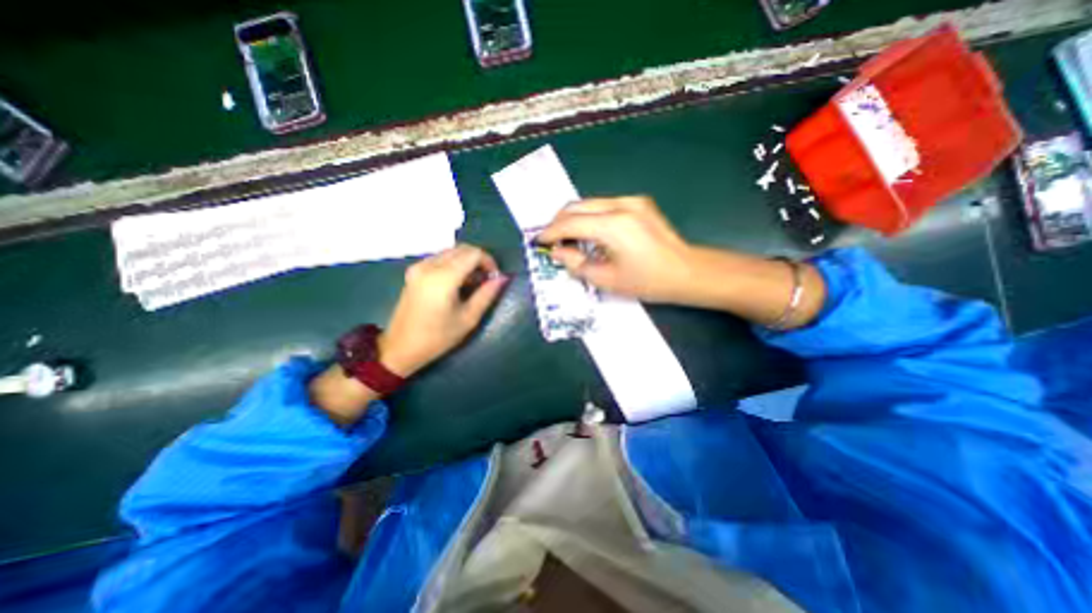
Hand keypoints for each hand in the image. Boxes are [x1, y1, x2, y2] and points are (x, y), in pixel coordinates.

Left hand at [381, 244, 506, 377]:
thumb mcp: (468, 319)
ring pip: (451, 252)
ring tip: (473, 284)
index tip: (494, 278)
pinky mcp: (413, 271)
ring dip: (466, 262)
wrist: (401, 347)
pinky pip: (440, 258)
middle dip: (479, 260)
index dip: (489, 262)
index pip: (473, 253)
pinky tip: (457, 283)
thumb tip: (502, 278)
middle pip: (462, 249)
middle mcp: (429, 265)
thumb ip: (487, 294)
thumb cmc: (437, 337)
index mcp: (443, 277)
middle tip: (486, 280)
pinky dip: (453, 264)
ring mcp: (418, 267)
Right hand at [537, 194, 693, 302]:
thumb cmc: (648, 281)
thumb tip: (557, 252)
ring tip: (569, 238)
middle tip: (551, 240)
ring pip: (590, 203)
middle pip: (577, 206)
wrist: (688, 272)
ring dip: (574, 218)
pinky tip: (590, 233)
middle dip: (559, 222)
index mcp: (613, 225)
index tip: (539, 241)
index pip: (570, 222)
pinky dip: (590, 216)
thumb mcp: (607, 279)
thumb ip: (576, 264)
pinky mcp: (639, 203)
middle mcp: (621, 205)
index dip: (551, 232)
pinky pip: (604, 205)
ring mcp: (632, 200)